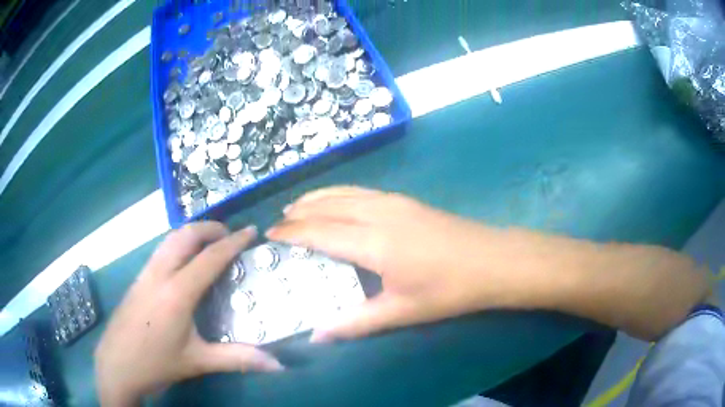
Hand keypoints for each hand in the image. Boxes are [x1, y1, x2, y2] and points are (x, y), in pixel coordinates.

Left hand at [95, 222, 282, 406]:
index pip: (209, 258)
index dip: (233, 242)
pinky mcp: (137, 279)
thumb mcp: (198, 362)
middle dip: (210, 228)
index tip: (251, 231)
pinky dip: (178, 244)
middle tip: (230, 236)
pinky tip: (184, 263)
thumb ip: (238, 359)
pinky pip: (161, 250)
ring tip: (210, 244)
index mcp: (177, 293)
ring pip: (169, 239)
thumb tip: (277, 364)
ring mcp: (145, 274)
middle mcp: (159, 275)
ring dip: (192, 233)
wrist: (117, 365)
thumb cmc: (157, 363)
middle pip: (185, 235)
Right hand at [267, 187, 508, 341]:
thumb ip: (355, 323)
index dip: (292, 232)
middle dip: (299, 211)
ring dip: (317, 197)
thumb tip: (317, 336)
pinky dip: (339, 192)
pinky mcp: (407, 200)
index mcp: (374, 242)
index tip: (269, 234)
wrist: (492, 261)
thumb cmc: (449, 290)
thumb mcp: (402, 311)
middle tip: (278, 221)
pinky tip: (337, 200)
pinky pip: (361, 190)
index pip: (319, 232)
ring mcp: (394, 201)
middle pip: (327, 206)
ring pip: (344, 192)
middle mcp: (378, 213)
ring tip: (298, 206)